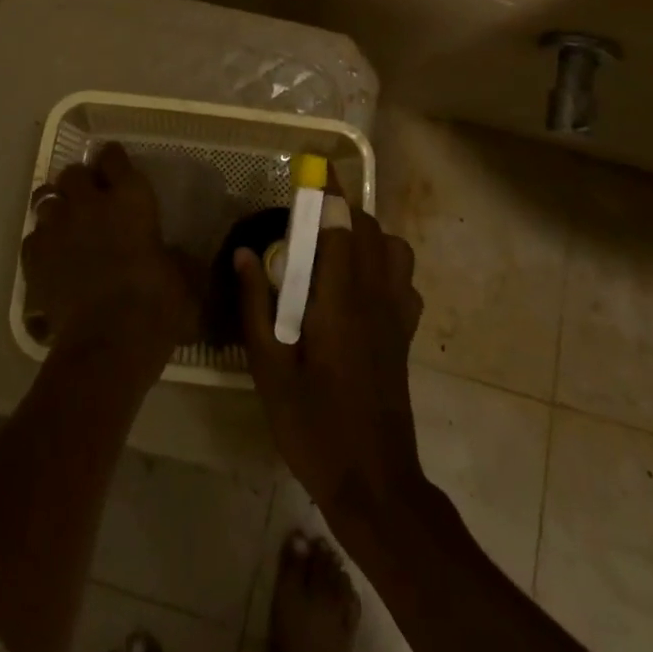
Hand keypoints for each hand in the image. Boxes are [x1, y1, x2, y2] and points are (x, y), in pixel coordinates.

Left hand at [22, 143, 197, 366]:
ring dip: (57, 206)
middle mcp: (90, 202)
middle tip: (90, 199)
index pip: (114, 157)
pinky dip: (41, 241)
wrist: (107, 343)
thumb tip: (175, 257)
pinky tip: (51, 256)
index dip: (113, 160)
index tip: (116, 168)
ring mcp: (57, 228)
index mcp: (130, 197)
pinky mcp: (34, 257)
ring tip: (66, 223)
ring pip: (46, 198)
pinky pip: (33, 236)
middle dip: (80, 181)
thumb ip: (176, 257)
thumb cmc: (156, 304)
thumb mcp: (184, 277)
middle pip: (74, 172)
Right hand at [236, 183, 426, 534]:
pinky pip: (404, 280)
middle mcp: (375, 295)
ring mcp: (397, 314)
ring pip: (393, 248)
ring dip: (367, 234)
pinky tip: (361, 288)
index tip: (312, 168)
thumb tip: (246, 254)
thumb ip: (256, 306)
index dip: (326, 192)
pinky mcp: (406, 334)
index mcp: (340, 298)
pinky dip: (386, 266)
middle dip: (341, 210)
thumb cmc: (314, 426)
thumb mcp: (269, 370)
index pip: (339, 225)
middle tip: (307, 218)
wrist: (375, 483)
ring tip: (334, 249)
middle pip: (368, 228)